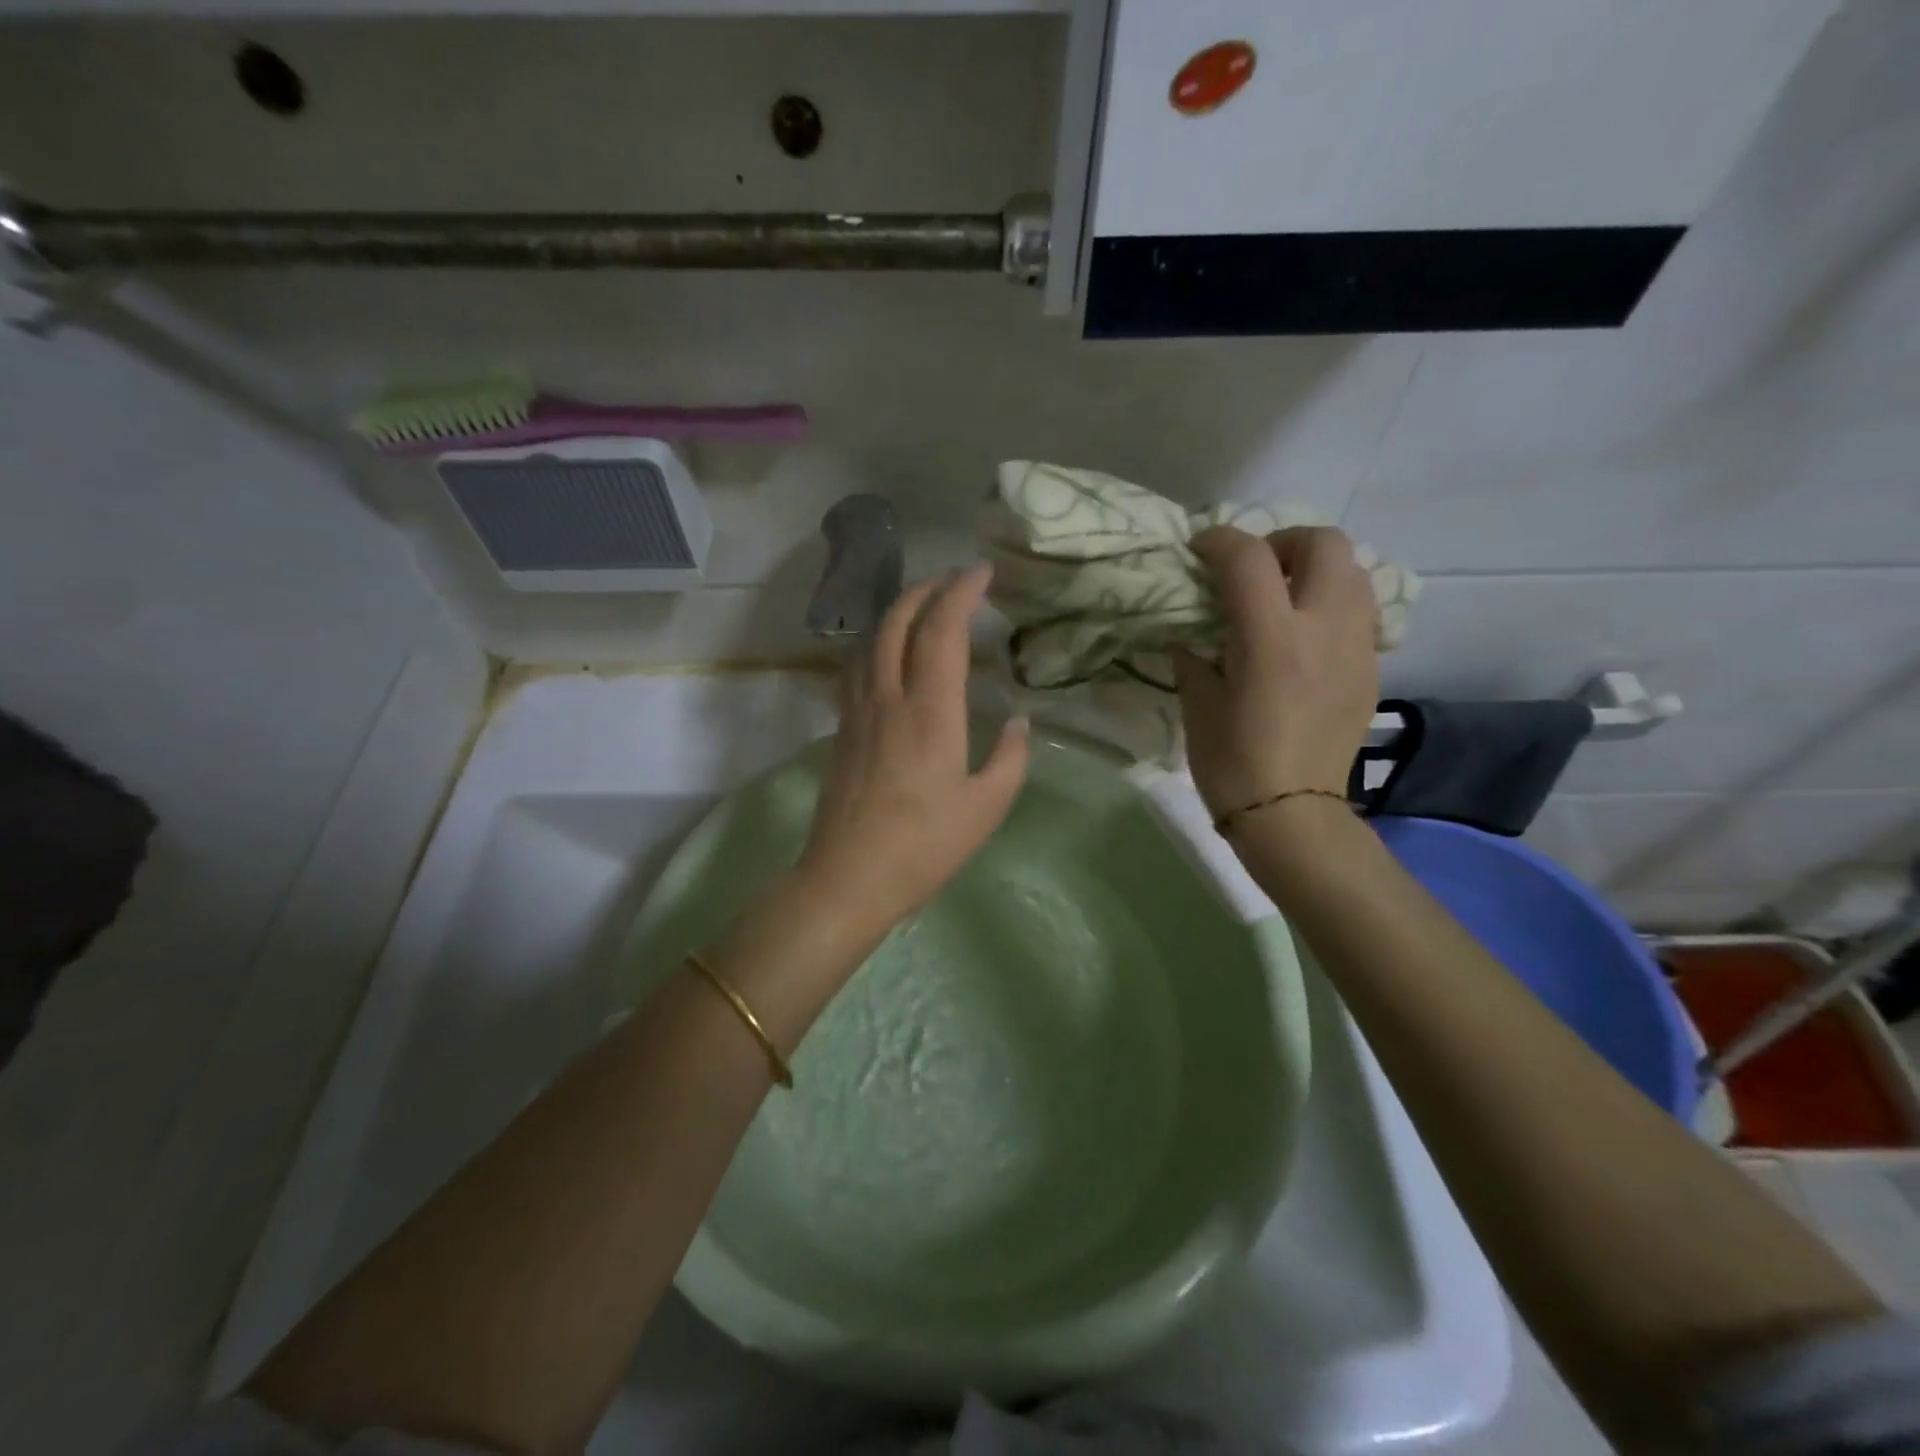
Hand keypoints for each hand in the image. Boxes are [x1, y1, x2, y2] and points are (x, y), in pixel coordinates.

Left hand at [796, 563, 1029, 938]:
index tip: (982, 572)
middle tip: (953, 581)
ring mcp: (857, 711)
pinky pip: (856, 668)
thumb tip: (1018, 722)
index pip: (942, 629)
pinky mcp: (840, 730)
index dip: (961, 591)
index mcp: (930, 711)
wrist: (848, 878)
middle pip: (897, 620)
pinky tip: (887, 656)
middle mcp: (888, 697)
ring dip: (897, 613)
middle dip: (925, 589)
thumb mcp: (986, 807)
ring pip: (871, 640)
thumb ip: (1010, 758)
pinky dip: (876, 644)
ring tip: (922, 610)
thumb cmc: (924, 846)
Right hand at [1175, 526, 1377, 824]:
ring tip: (1283, 597)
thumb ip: (1194, 652)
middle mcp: (1323, 628)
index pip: (1248, 558)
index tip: (1199, 551)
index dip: (1218, 541)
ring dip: (1314, 569)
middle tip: (1254, 570)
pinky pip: (1360, 611)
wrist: (1292, 813)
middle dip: (1283, 542)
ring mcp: (1356, 646)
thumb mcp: (1197, 702)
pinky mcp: (1372, 667)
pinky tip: (1305, 635)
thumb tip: (1193, 629)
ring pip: (1353, 571)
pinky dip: (1331, 603)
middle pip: (1323, 543)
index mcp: (1270, 638)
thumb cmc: (1232, 761)